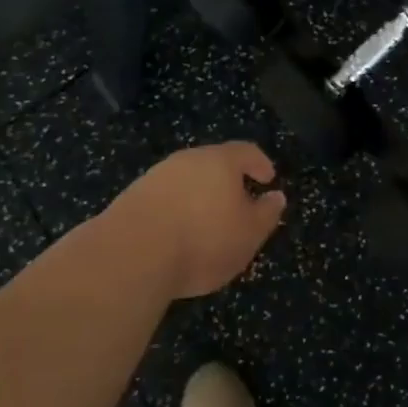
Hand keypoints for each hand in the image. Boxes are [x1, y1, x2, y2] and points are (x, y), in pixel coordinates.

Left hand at [109, 142, 286, 299]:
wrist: (131, 254)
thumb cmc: (203, 240)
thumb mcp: (248, 234)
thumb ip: (266, 214)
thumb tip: (276, 196)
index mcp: (220, 160)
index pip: (246, 151)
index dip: (259, 163)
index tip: (268, 178)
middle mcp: (188, 159)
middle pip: (213, 162)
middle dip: (227, 180)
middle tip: (237, 203)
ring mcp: (157, 176)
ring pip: (186, 180)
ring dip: (199, 196)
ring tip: (205, 223)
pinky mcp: (132, 198)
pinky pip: (164, 198)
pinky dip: (175, 210)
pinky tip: (176, 234)